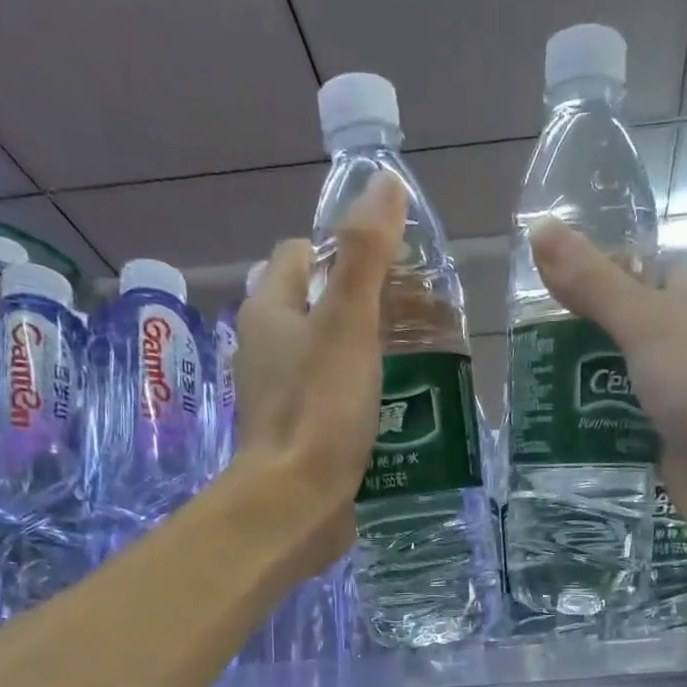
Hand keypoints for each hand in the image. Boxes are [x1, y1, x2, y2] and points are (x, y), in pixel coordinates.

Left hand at [232, 170, 406, 571]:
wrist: (295, 503)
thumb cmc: (319, 409)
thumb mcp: (349, 325)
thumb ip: (366, 256)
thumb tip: (385, 183)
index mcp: (270, 310)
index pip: (301, 255)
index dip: (344, 252)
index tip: (394, 270)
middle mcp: (266, 348)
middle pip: (316, 307)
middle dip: (364, 306)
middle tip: (418, 319)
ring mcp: (280, 396)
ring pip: (326, 357)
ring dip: (366, 355)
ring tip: (419, 363)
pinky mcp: (299, 436)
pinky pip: (332, 401)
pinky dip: (361, 397)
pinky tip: (398, 410)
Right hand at [528, 220, 686, 565]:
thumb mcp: (648, 325)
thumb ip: (595, 285)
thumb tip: (540, 226)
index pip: (647, 270)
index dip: (604, 269)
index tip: (549, 282)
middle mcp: (685, 349)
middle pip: (624, 333)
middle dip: (577, 339)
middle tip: (520, 348)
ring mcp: (676, 403)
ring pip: (619, 387)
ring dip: (579, 392)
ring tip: (524, 393)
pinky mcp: (666, 451)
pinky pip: (622, 437)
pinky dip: (593, 437)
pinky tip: (552, 440)